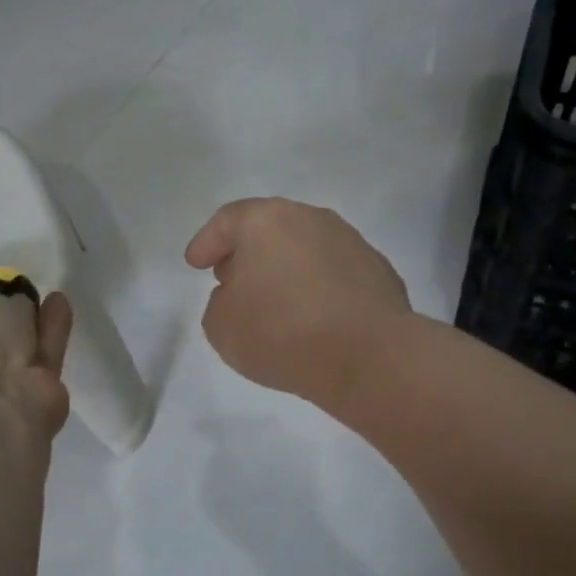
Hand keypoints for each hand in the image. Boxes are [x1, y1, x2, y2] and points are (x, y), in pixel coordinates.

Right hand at [185, 199, 410, 406]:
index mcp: (268, 221)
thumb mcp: (221, 325)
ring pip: (307, 250)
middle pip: (271, 229)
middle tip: (232, 279)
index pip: (228, 221)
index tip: (196, 264)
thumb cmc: (281, 333)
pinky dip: (320, 289)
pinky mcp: (380, 272)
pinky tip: (315, 317)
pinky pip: (336, 275)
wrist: (367, 356)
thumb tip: (243, 294)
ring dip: (287, 270)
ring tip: (276, 302)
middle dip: (248, 253)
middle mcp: (312, 219)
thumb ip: (221, 302)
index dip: (207, 243)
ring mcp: (352, 243)